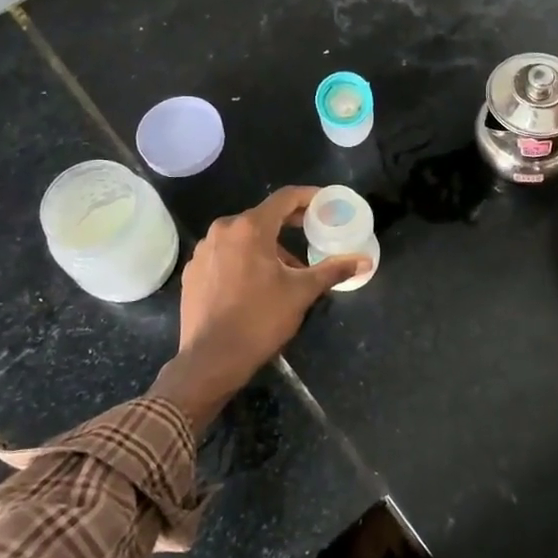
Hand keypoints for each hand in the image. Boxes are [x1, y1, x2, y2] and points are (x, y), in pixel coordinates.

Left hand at [150, 186, 368, 432]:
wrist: (210, 359)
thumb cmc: (260, 320)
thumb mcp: (302, 293)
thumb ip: (333, 270)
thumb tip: (365, 261)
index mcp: (250, 228)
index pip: (284, 198)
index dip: (308, 197)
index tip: (325, 203)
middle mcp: (222, 230)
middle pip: (262, 217)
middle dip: (289, 224)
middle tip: (312, 233)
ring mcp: (203, 250)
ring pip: (242, 237)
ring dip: (267, 246)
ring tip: (286, 270)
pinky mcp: (193, 271)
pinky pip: (224, 254)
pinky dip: (243, 259)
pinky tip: (255, 284)